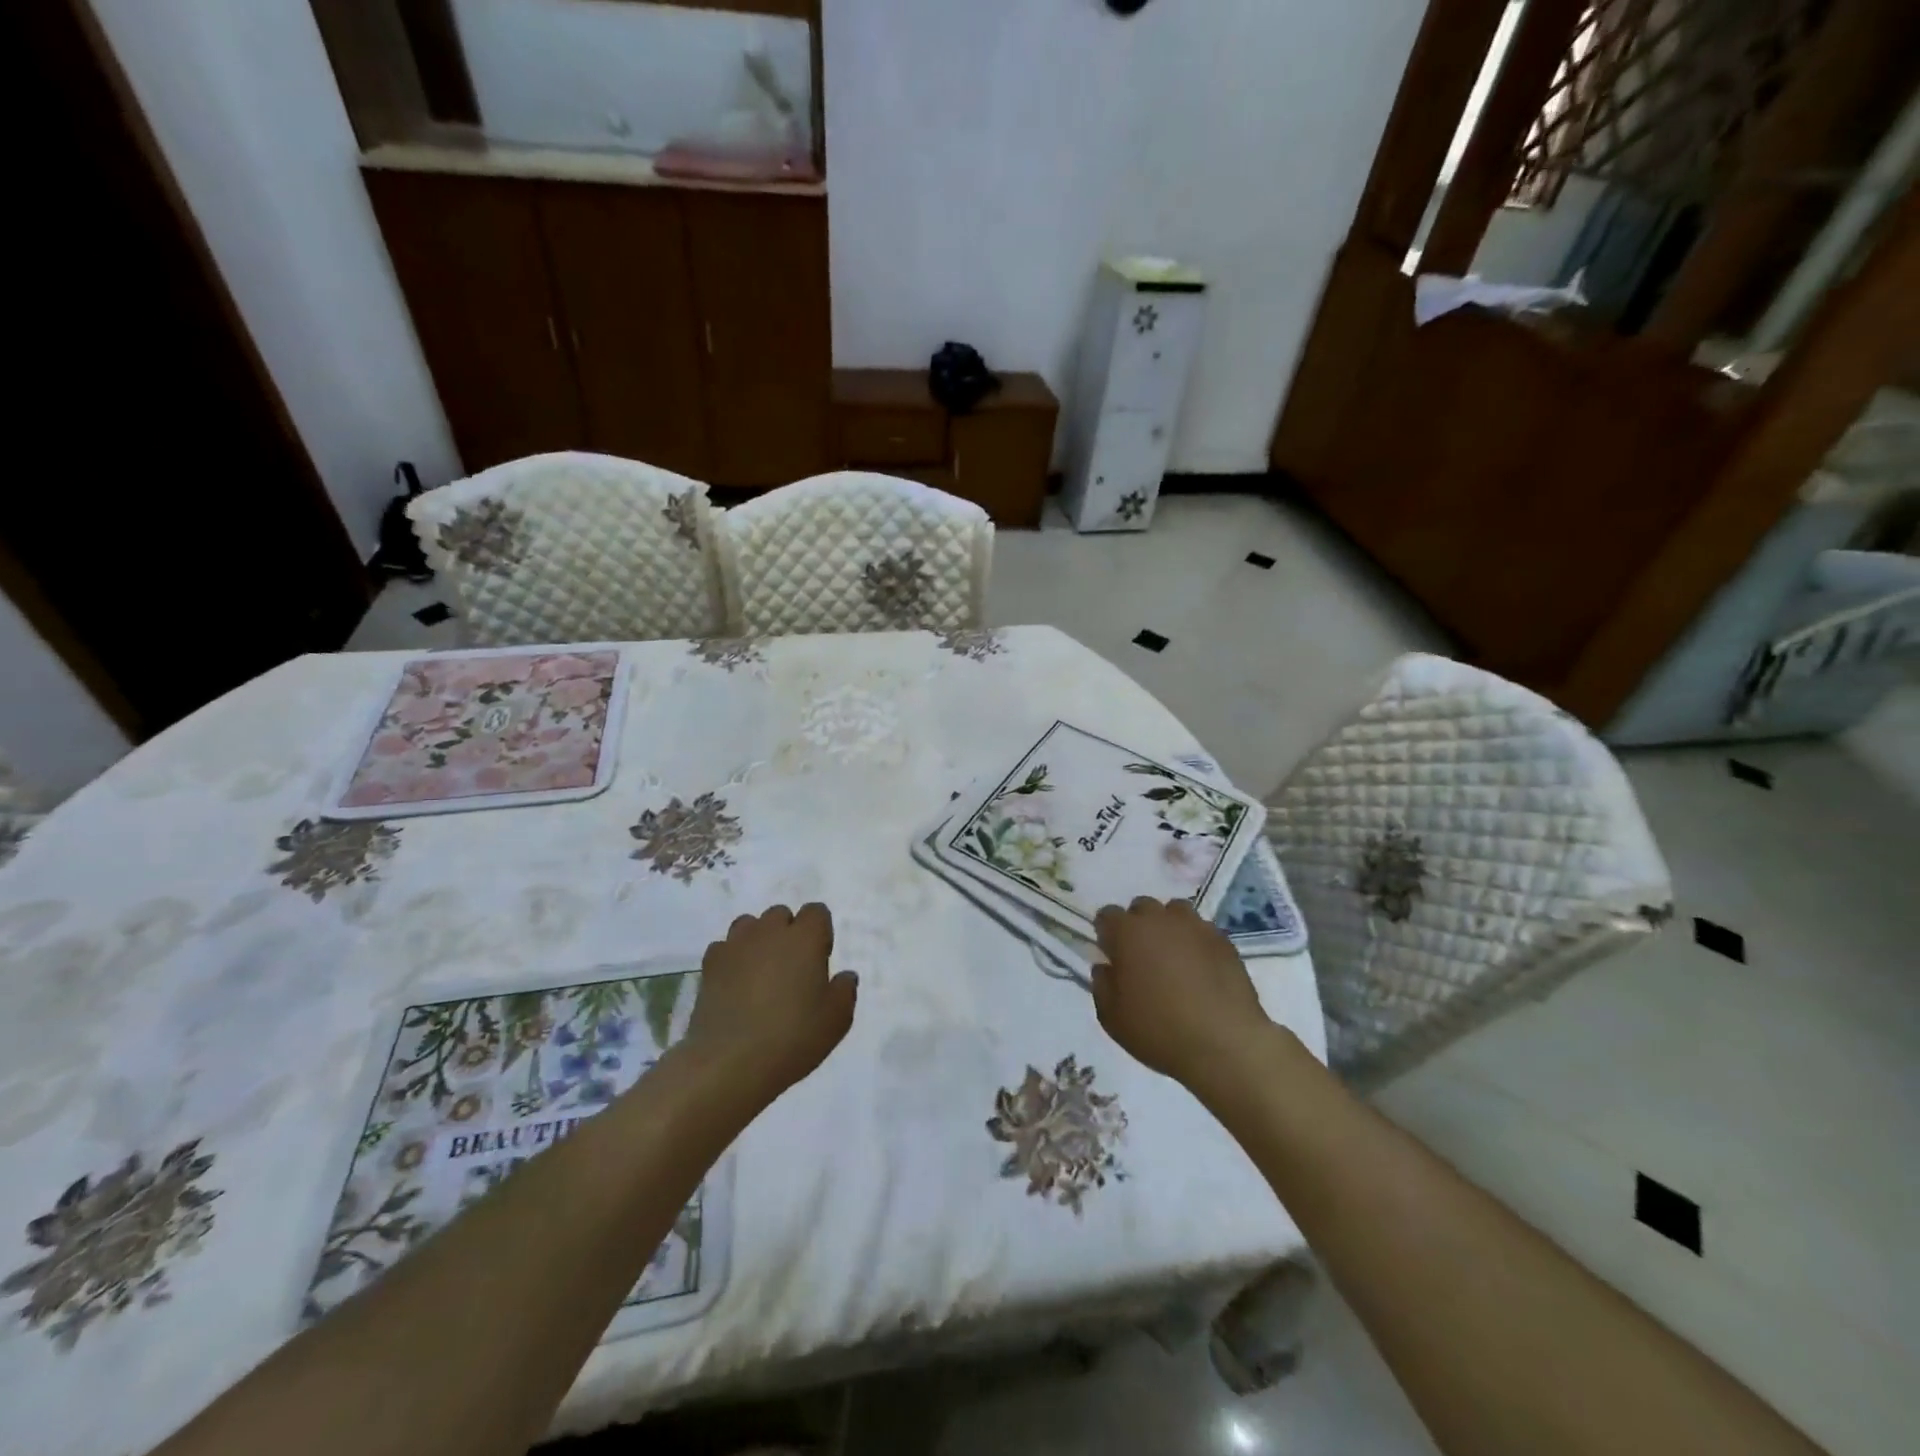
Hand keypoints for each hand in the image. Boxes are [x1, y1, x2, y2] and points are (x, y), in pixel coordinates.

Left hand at [684, 903, 857, 1101]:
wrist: (730, 1063)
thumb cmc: (793, 1037)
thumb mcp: (836, 1020)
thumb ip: (844, 991)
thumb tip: (845, 976)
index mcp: (805, 938)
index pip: (816, 912)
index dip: (820, 932)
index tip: (819, 960)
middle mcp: (769, 932)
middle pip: (781, 914)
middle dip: (787, 933)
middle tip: (791, 969)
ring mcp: (735, 946)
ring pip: (749, 925)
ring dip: (758, 940)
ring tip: (760, 973)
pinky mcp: (709, 965)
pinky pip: (724, 948)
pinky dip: (731, 959)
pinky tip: (734, 985)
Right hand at [1091, 897, 1269, 1088]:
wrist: (1224, 1044)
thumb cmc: (1158, 1030)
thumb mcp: (1111, 1017)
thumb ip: (1102, 985)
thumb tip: (1106, 967)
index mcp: (1127, 932)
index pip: (1107, 915)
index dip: (1107, 934)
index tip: (1112, 956)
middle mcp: (1160, 919)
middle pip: (1142, 907)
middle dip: (1138, 925)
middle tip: (1142, 957)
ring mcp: (1196, 927)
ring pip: (1175, 912)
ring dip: (1169, 927)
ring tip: (1173, 957)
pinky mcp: (1224, 941)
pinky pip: (1202, 931)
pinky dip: (1196, 942)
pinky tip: (1201, 969)